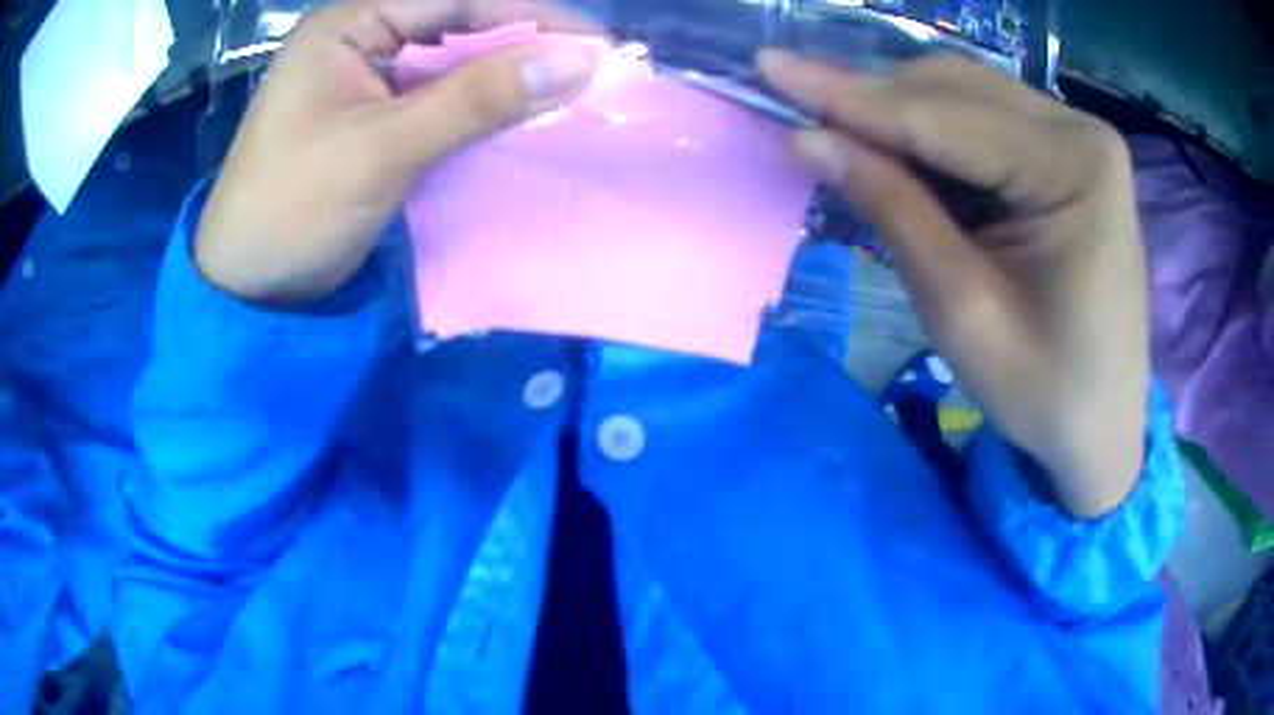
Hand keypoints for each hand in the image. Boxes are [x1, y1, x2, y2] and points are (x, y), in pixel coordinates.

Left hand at [195, 0, 599, 303]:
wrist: (249, 291)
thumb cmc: (294, 209)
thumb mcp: (382, 148)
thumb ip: (476, 99)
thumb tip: (578, 60)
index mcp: (348, 25)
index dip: (528, 16)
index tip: (594, 46)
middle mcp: (361, 41)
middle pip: (457, 27)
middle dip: (521, 49)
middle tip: (589, 73)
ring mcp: (369, 81)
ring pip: (454, 67)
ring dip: (506, 82)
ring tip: (569, 97)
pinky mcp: (378, 121)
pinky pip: (442, 103)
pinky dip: (481, 114)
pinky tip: (522, 123)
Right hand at [760, 51, 1148, 517]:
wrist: (1104, 427)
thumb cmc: (1045, 392)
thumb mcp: (961, 311)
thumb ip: (892, 210)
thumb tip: (810, 139)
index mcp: (1074, 168)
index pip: (943, 116)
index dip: (848, 95)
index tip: (769, 66)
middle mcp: (1082, 131)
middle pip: (954, 89)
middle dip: (872, 100)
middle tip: (798, 112)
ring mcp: (1080, 137)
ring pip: (965, 93)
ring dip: (899, 113)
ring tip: (845, 140)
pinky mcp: (1071, 154)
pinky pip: (986, 119)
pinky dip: (934, 132)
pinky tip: (903, 156)